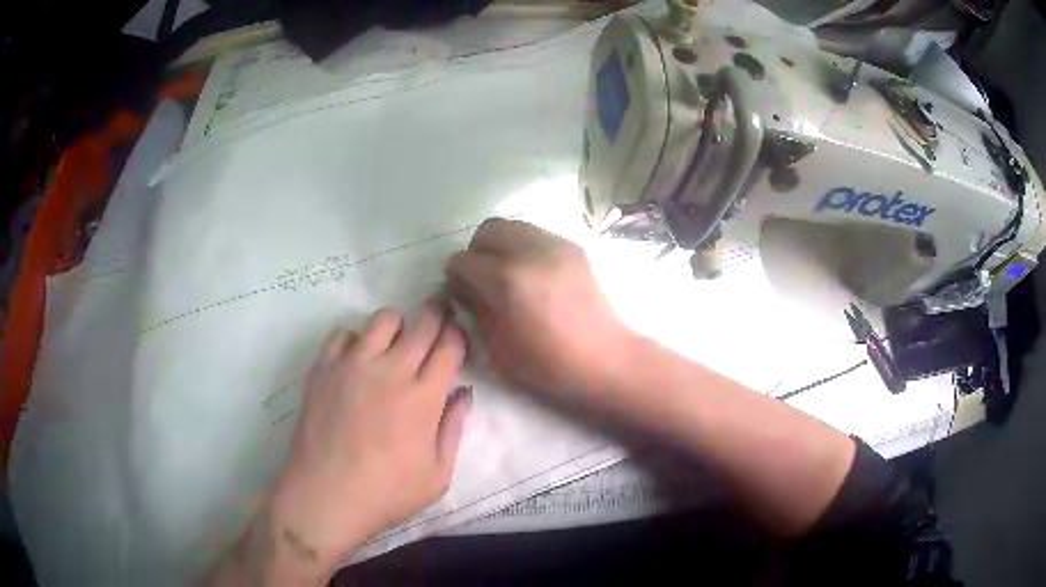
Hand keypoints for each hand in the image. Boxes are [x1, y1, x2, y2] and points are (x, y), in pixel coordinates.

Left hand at [214, 302, 469, 583]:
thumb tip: (464, 392)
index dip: (459, 335)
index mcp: (424, 398)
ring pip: (383, 318)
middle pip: (422, 320)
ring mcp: (353, 365)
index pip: (450, 344)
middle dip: (438, 314)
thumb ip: (455, 429)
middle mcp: (391, 371)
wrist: (326, 495)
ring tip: (395, 343)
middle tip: (438, 321)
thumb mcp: (437, 475)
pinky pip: (343, 332)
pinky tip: (357, 361)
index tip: (458, 340)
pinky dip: (356, 340)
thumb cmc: (387, 493)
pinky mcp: (324, 368)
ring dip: (398, 325)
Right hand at [444, 218, 634, 401]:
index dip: (454, 275)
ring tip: (506, 273)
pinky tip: (531, 274)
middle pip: (488, 230)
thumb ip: (475, 308)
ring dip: (501, 245)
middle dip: (476, 251)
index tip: (457, 289)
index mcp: (507, 279)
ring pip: (514, 226)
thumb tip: (461, 286)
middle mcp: (530, 251)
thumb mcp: (499, 347)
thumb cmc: (549, 364)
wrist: (606, 359)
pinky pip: (537, 234)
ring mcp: (556, 245)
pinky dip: (524, 247)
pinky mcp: (573, 248)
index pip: (464, 261)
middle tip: (479, 277)